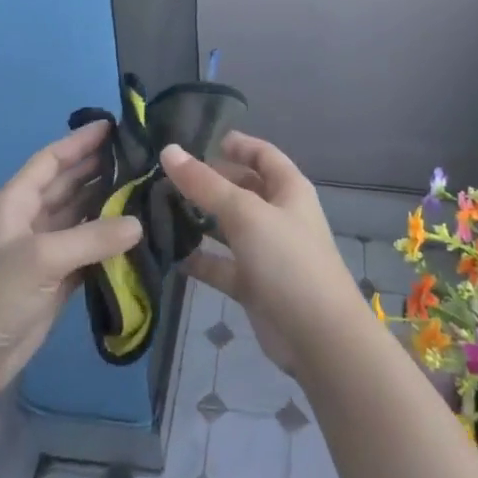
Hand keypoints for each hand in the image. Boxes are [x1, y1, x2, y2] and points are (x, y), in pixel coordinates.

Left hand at [0, 120, 142, 394]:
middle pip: (68, 185)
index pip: (50, 161)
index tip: (114, 126)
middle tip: (141, 156)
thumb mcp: (41, 258)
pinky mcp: (55, 281)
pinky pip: (87, 252)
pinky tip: (136, 235)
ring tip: (146, 188)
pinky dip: (108, 243)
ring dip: (108, 205)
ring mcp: (43, 252)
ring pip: (80, 218)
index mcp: (16, 202)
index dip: (79, 142)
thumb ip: (92, 238)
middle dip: (99, 169)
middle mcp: (30, 220)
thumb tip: (138, 224)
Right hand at [160, 132, 363, 375]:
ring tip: (159, 208)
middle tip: (167, 176)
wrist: (318, 337)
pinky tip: (170, 254)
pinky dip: (200, 260)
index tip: (201, 140)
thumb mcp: (245, 214)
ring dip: (200, 219)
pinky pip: (222, 265)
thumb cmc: (288, 261)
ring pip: (228, 228)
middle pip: (243, 189)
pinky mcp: (253, 285)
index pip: (263, 155)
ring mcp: (266, 252)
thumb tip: (169, 151)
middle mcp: (279, 216)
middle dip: (210, 181)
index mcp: (289, 190)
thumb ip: (205, 184)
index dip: (237, 145)